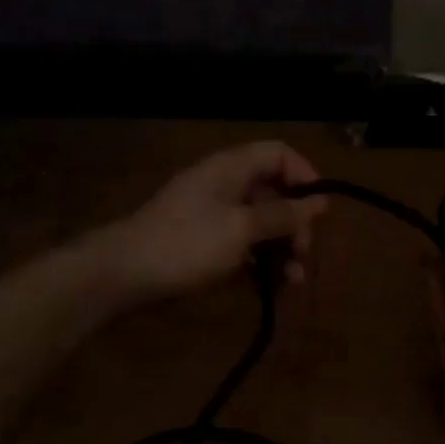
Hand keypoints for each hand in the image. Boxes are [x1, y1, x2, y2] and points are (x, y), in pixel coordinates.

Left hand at [99, 141, 327, 303]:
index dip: (304, 175)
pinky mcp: (205, 245)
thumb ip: (283, 215)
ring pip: (261, 225)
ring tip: (293, 281)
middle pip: (274, 193)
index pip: (278, 154)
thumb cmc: (187, 244)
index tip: (320, 209)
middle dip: (295, 223)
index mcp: (231, 169)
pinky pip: (243, 247)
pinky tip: (271, 288)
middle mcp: (224, 186)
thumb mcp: (241, 228)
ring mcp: (213, 217)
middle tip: (303, 254)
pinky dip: (260, 264)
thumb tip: (320, 203)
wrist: (124, 275)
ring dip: (282, 249)